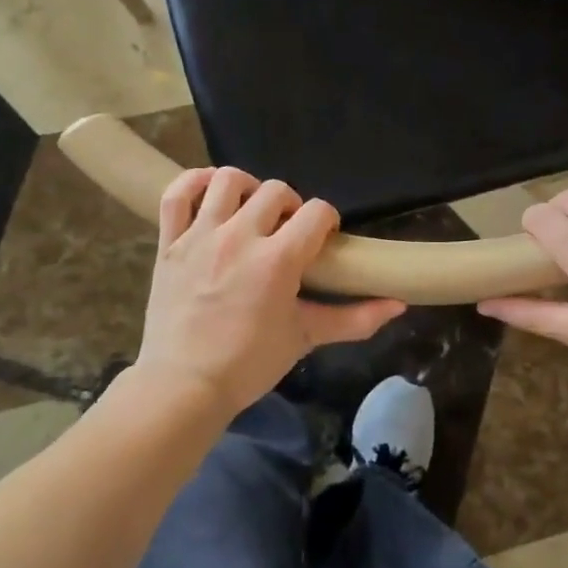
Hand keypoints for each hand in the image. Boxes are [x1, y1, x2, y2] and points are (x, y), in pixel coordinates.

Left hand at [137, 167, 404, 414]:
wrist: (183, 387)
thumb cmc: (248, 364)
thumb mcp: (305, 338)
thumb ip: (355, 319)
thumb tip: (399, 305)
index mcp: (278, 259)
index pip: (317, 212)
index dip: (327, 220)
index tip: (323, 239)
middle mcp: (240, 237)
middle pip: (277, 190)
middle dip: (291, 206)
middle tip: (288, 232)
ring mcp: (200, 236)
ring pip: (227, 181)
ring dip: (247, 188)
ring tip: (251, 210)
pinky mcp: (169, 242)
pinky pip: (177, 194)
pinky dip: (193, 183)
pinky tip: (209, 193)